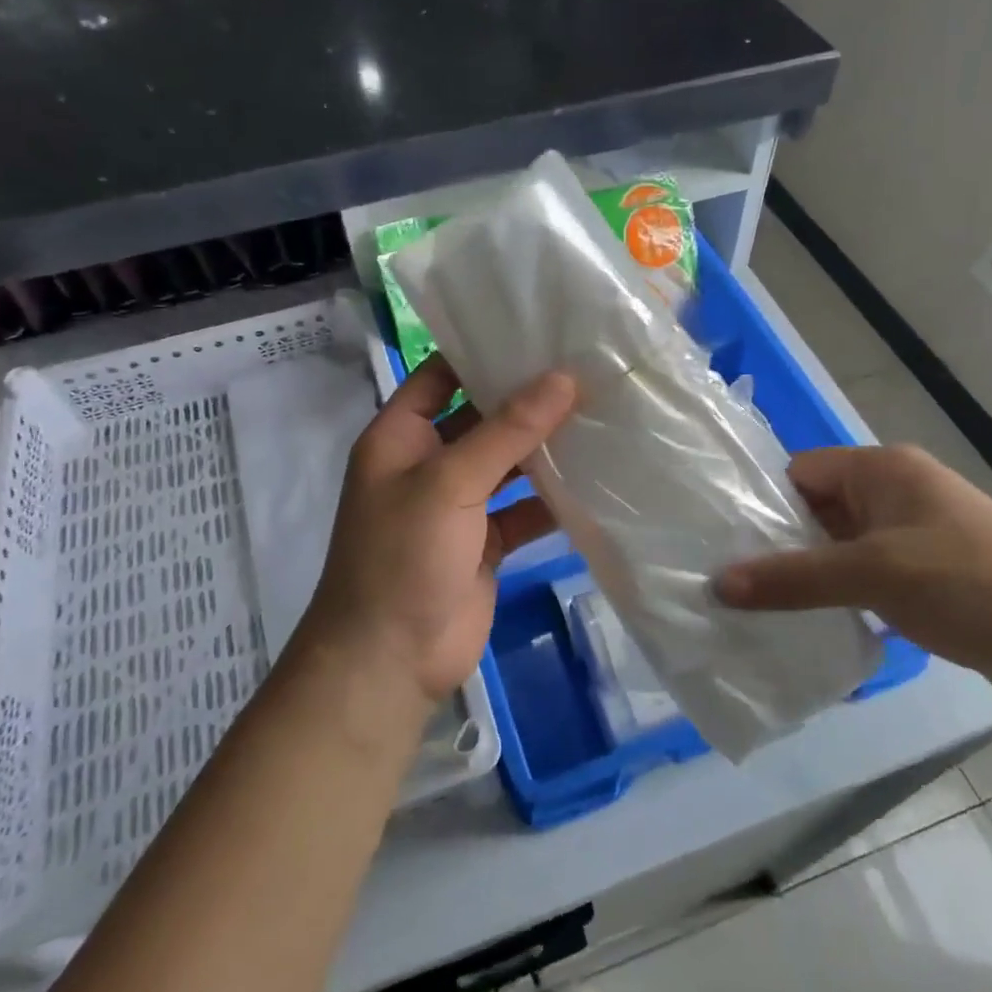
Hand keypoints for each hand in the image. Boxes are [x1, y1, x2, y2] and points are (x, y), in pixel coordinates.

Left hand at [303, 357, 576, 704]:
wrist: (390, 661)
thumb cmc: (402, 557)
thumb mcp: (450, 483)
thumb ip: (507, 431)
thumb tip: (563, 378)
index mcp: (400, 436)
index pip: (440, 375)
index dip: (480, 352)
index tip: (536, 329)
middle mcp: (428, 463)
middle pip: (481, 418)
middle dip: (526, 398)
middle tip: (586, 366)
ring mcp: (458, 505)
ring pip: (507, 464)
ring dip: (544, 447)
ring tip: (601, 410)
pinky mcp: (485, 543)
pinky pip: (523, 509)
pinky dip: (552, 497)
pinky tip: (594, 476)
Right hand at [715, 445, 991, 713]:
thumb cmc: (973, 583)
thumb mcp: (874, 573)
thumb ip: (794, 577)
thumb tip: (716, 584)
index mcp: (883, 470)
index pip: (800, 472)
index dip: (761, 503)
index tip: (718, 541)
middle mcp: (895, 495)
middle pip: (816, 510)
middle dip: (777, 545)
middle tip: (726, 581)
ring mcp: (913, 540)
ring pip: (838, 550)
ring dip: (806, 577)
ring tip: (753, 609)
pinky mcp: (926, 583)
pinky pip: (863, 582)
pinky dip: (837, 601)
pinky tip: (806, 630)